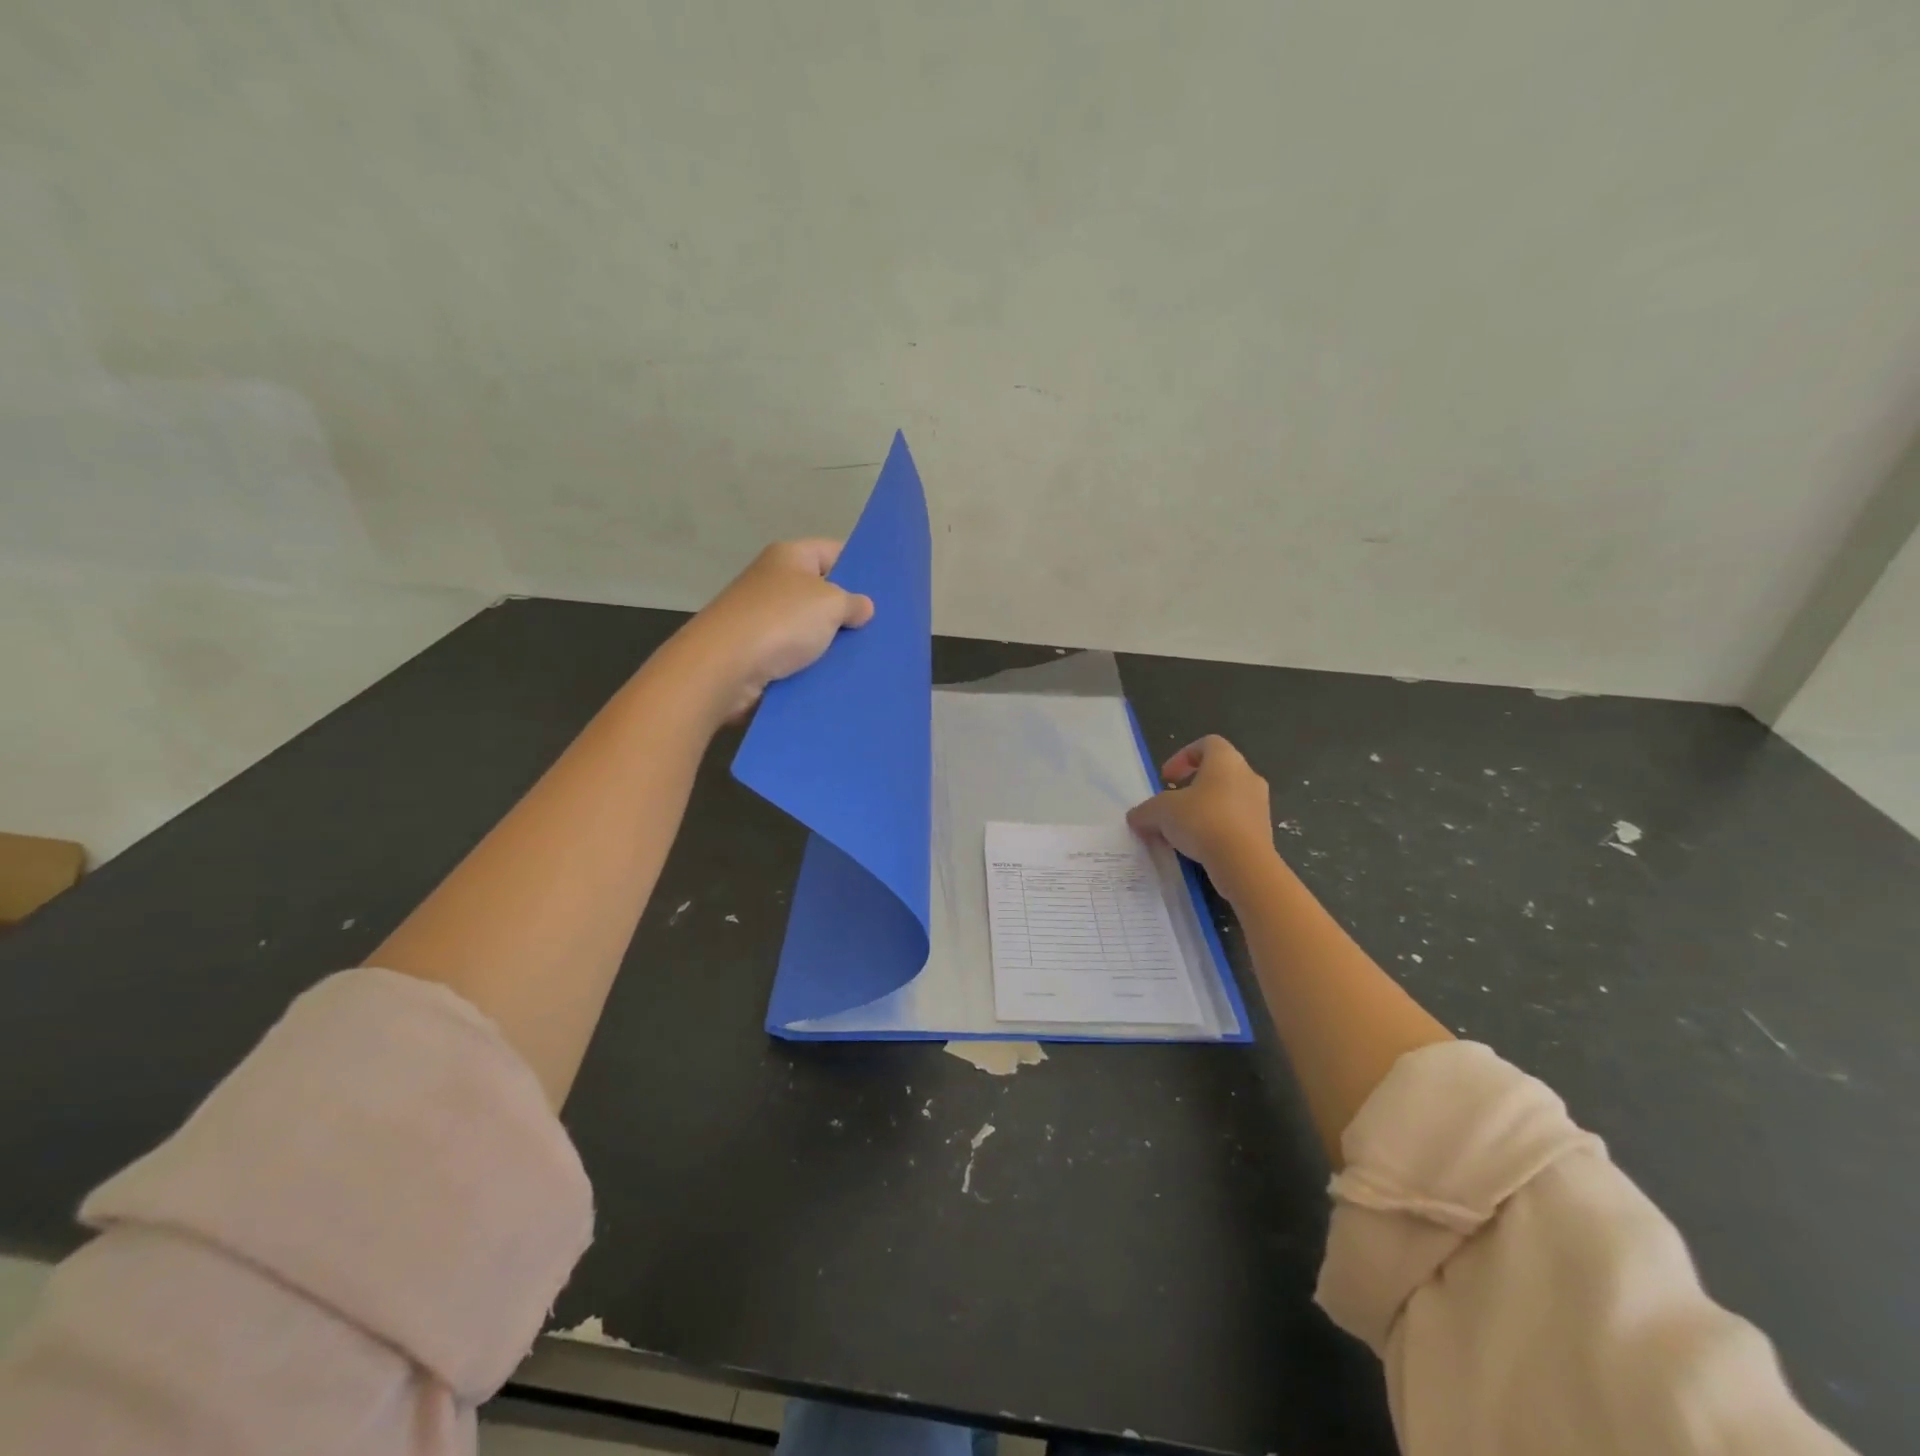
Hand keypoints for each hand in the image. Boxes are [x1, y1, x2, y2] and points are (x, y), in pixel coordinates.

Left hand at [673, 539, 874, 720]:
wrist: (724, 668)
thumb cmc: (780, 622)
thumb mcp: (830, 604)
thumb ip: (853, 603)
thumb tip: (862, 607)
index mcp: (790, 556)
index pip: (834, 551)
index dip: (860, 567)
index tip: (886, 590)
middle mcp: (773, 581)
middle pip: (822, 592)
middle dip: (848, 610)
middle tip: (882, 628)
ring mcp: (763, 618)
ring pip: (810, 629)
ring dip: (831, 643)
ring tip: (866, 657)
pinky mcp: (757, 653)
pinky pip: (795, 656)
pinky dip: (812, 666)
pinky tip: (836, 677)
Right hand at [1126, 735, 1275, 897]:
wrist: (1243, 862)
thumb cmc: (1202, 820)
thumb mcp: (1160, 812)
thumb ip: (1145, 811)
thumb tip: (1136, 817)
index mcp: (1225, 760)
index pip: (1207, 744)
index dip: (1183, 757)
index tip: (1167, 778)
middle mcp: (1248, 776)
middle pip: (1217, 773)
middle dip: (1192, 788)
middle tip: (1172, 805)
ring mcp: (1260, 805)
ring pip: (1227, 799)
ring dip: (1204, 811)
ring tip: (1183, 831)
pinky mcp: (1264, 832)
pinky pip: (1236, 823)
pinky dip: (1217, 830)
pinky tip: (1200, 848)